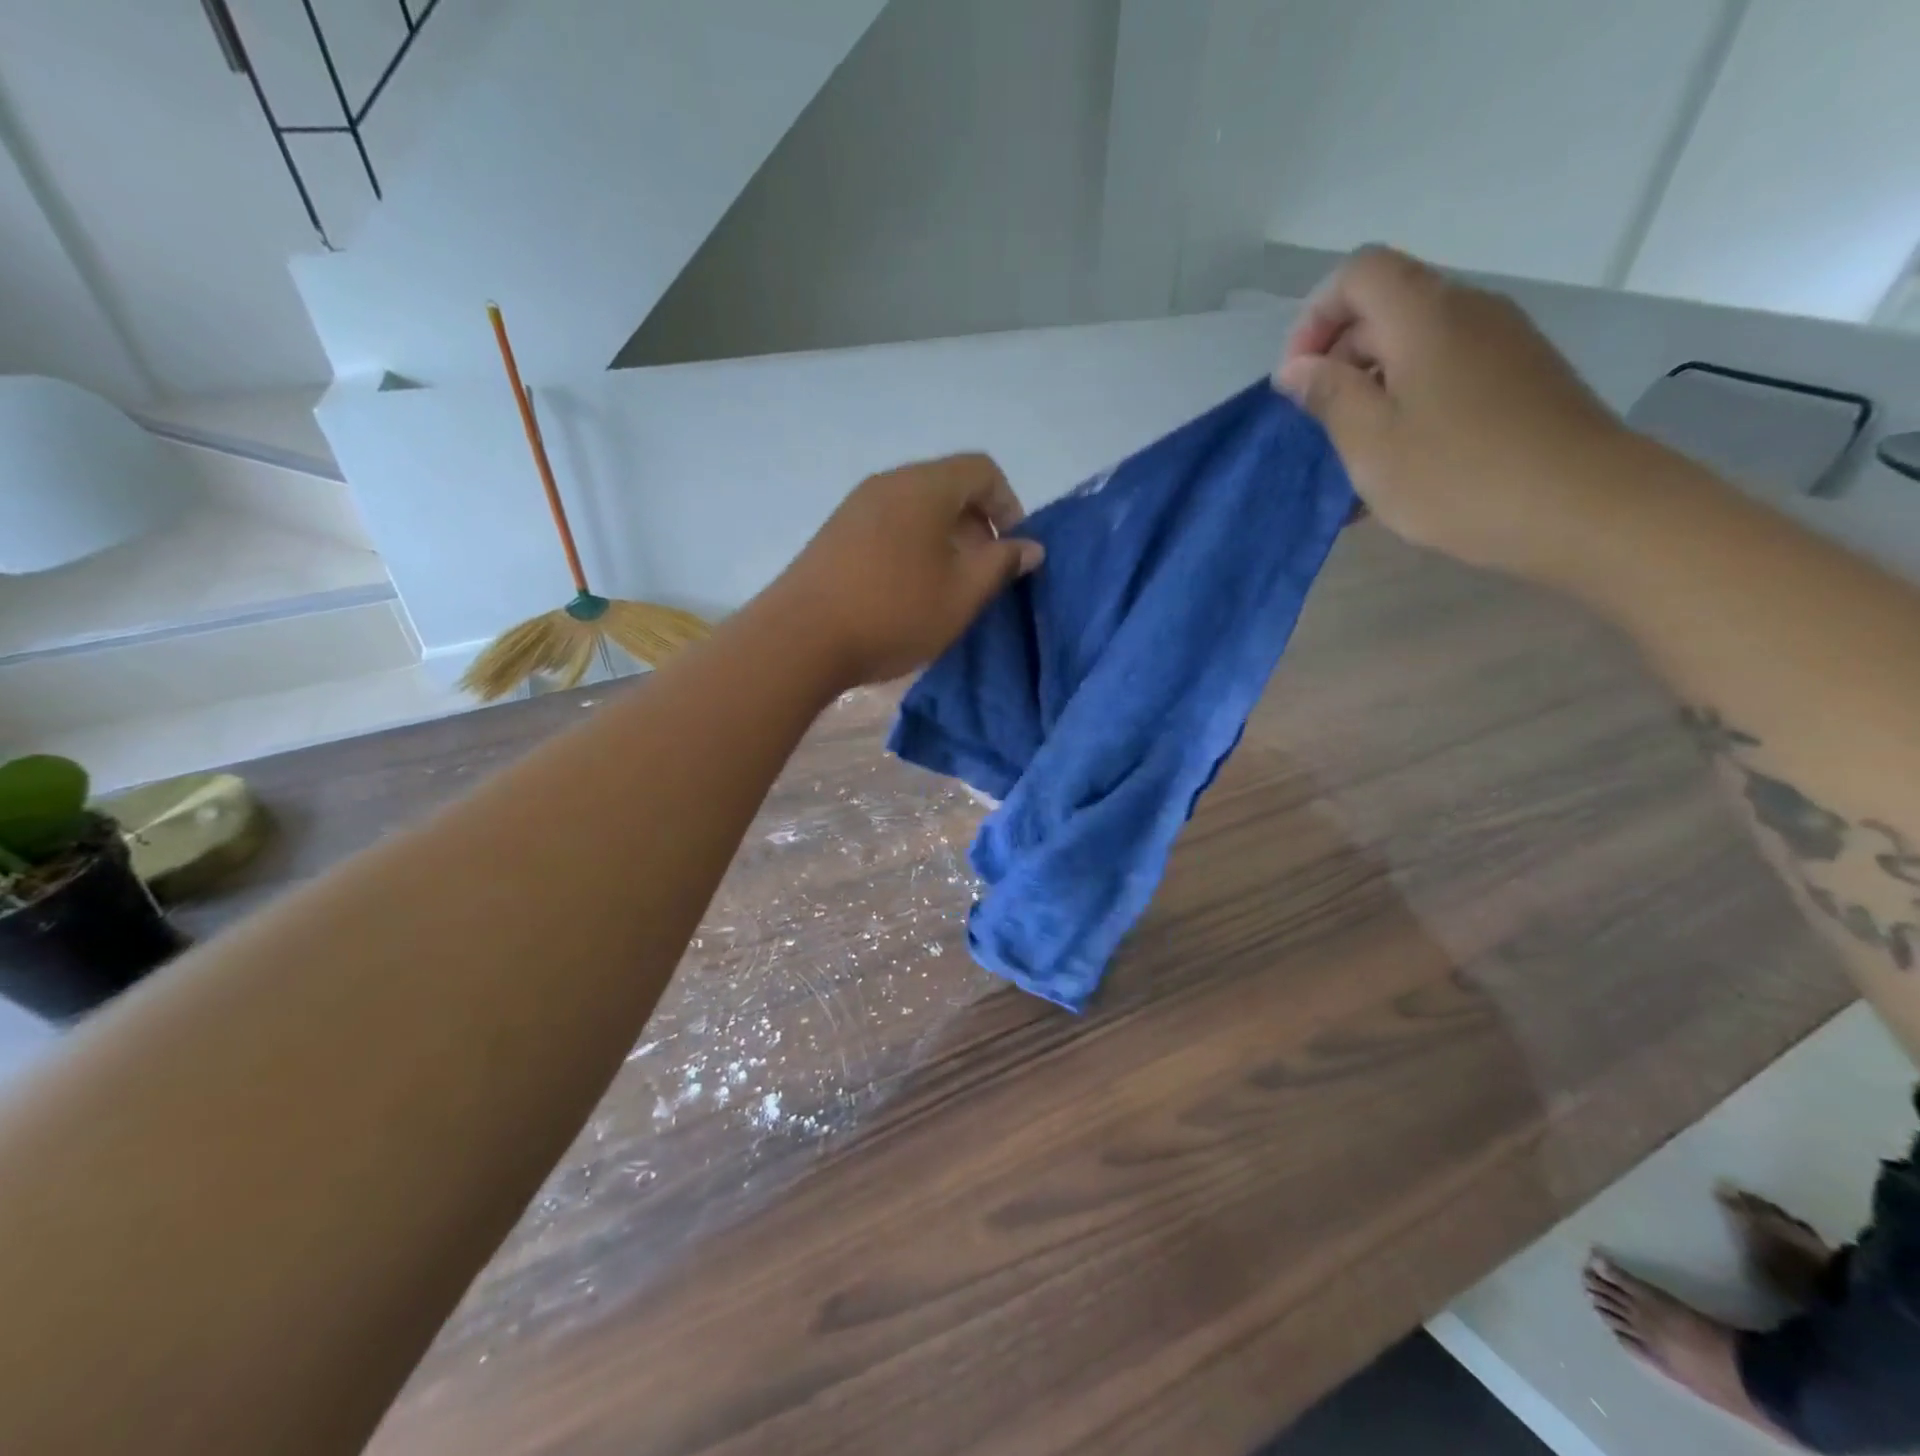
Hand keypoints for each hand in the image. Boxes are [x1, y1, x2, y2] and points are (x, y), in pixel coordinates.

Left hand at [768, 453, 1044, 686]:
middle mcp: (887, 483)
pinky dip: (912, 547)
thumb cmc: (894, 612)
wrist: (800, 639)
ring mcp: (855, 507)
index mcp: (924, 486)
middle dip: (977, 524)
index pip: (982, 470)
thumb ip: (1002, 564)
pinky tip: (907, 590)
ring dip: (944, 539)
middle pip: (947, 486)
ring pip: (916, 508)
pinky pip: (888, 526)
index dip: (1009, 504)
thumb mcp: (963, 593)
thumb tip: (1031, 546)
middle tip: (984, 572)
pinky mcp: (834, 534)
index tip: (1012, 550)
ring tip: (947, 585)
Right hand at [1276, 246, 1637, 582]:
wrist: (1584, 507)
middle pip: (1387, 307)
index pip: (1359, 273)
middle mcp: (1468, 311)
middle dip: (1339, 358)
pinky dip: (1411, 401)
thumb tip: (1297, 366)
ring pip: (1416, 344)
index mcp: (1425, 315)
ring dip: (1373, 387)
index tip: (1299, 378)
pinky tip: (1403, 459)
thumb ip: (1328, 395)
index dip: (1316, 316)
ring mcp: (1502, 343)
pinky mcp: (1521, 377)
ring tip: (1358, 453)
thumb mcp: (1370, 442)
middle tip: (1320, 425)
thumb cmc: (1457, 475)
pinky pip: (1447, 371)